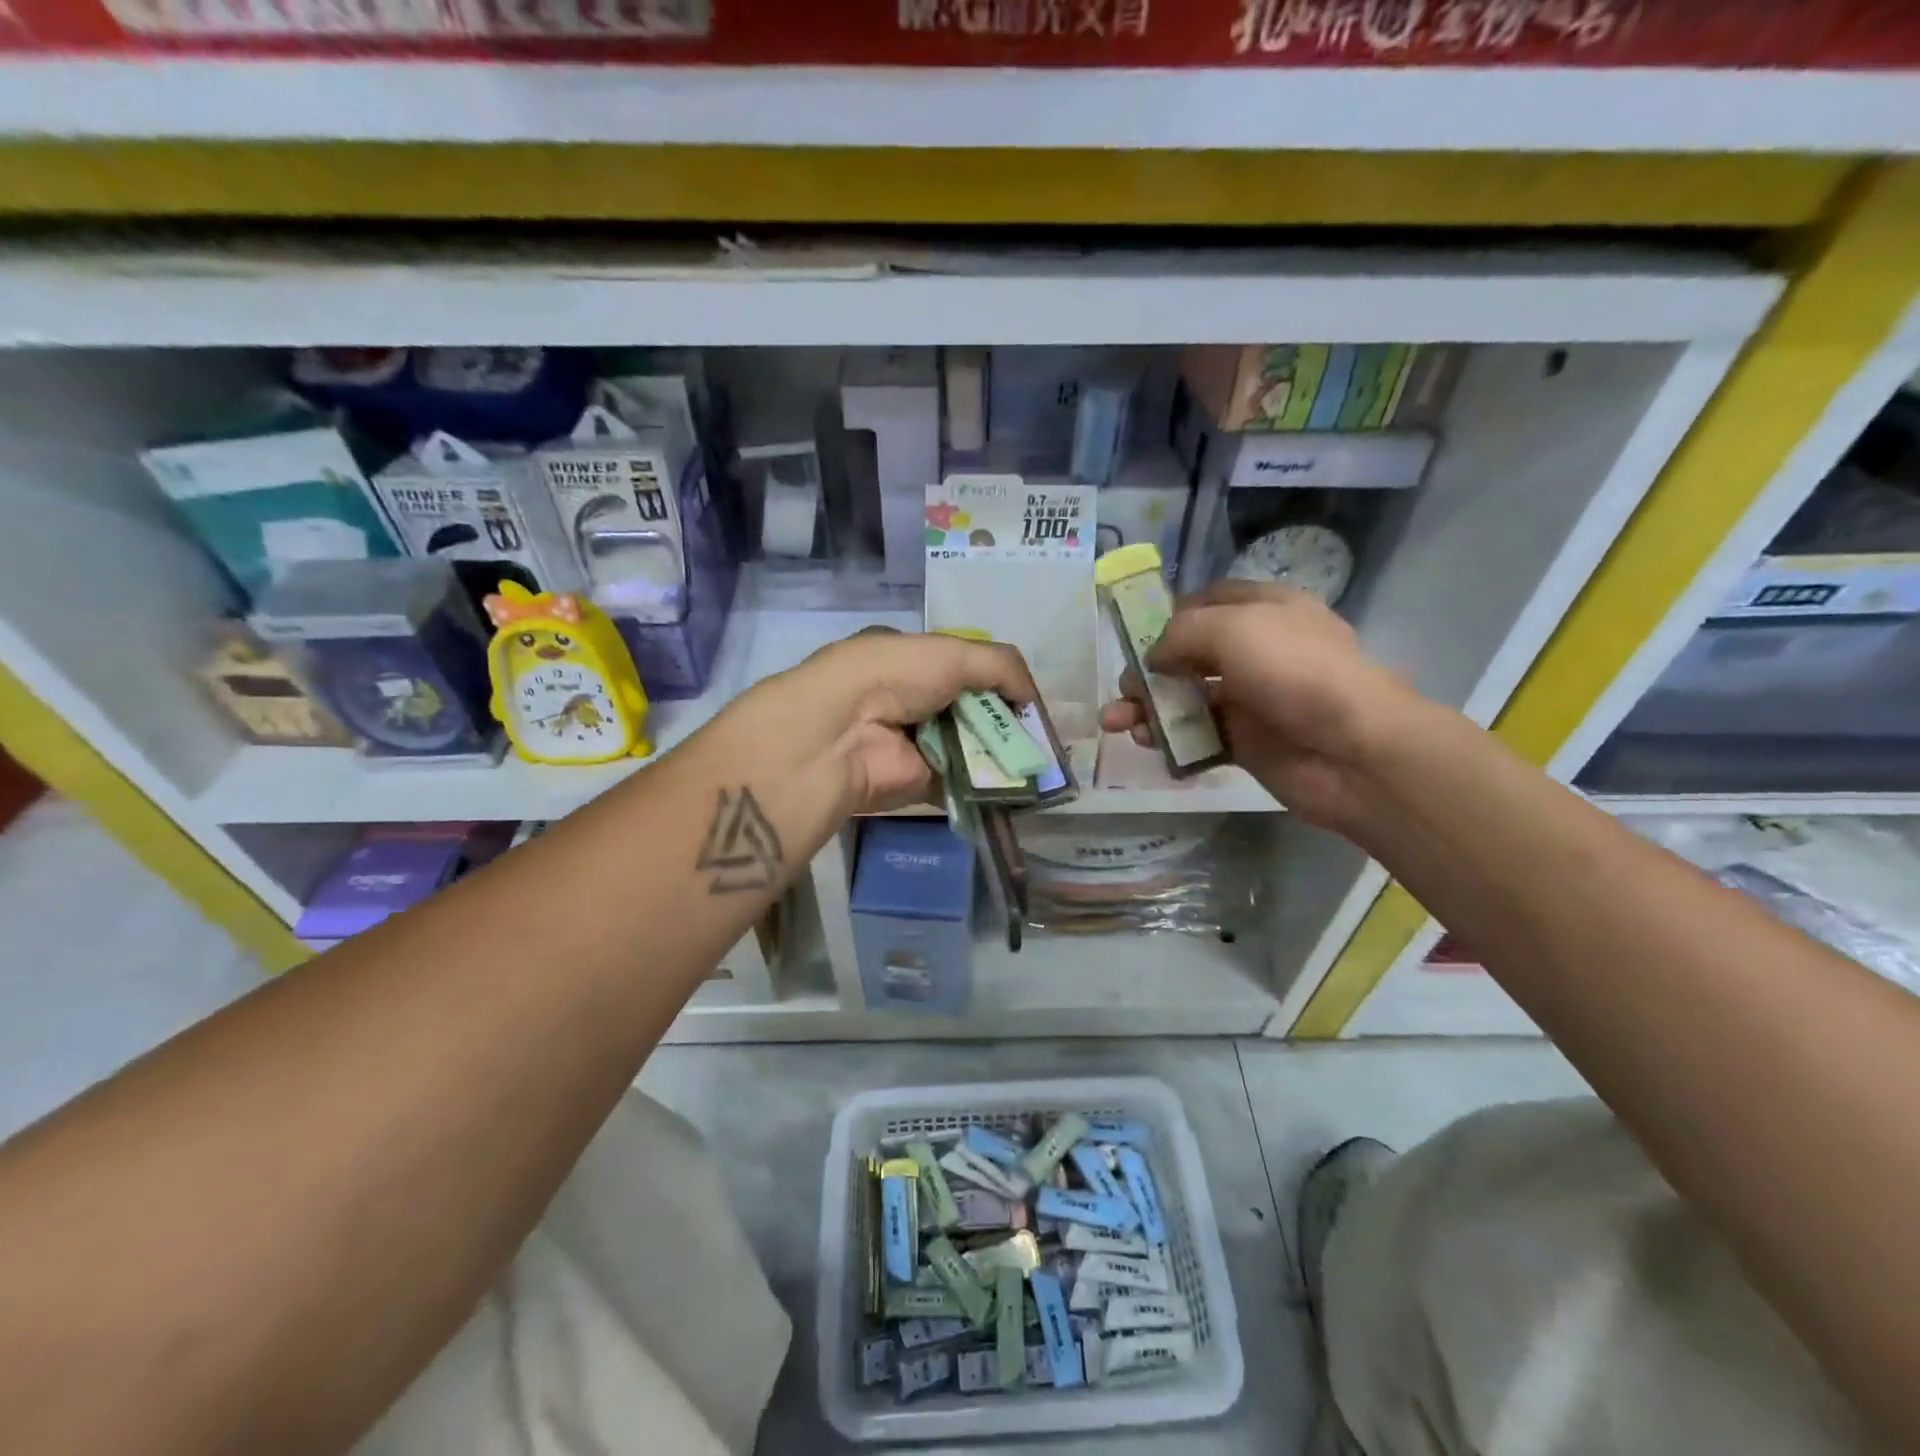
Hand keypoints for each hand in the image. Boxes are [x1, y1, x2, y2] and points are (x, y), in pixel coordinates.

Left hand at [731, 629, 1037, 815]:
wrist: (843, 734)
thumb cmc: (895, 677)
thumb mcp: (953, 652)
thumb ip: (1001, 666)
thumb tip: (1032, 698)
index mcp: (910, 659)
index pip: (964, 667)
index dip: (998, 681)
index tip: (1027, 699)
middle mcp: (912, 700)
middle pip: (971, 710)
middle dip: (1006, 721)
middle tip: (1044, 737)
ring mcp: (916, 743)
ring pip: (972, 747)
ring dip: (1005, 754)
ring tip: (1044, 764)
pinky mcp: (921, 782)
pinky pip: (965, 782)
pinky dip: (992, 786)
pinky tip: (1023, 788)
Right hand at [1099, 580, 1415, 828]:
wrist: (1352, 751)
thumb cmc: (1296, 672)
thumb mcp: (1234, 628)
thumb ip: (1182, 632)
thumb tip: (1154, 657)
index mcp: (1265, 610)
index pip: (1208, 601)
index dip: (1170, 614)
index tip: (1135, 635)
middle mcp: (1257, 650)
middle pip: (1189, 653)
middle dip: (1149, 669)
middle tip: (1124, 689)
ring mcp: (1251, 698)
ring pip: (1187, 697)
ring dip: (1148, 707)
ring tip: (1116, 722)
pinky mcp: (1246, 741)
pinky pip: (1197, 735)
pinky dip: (1169, 738)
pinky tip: (1145, 742)